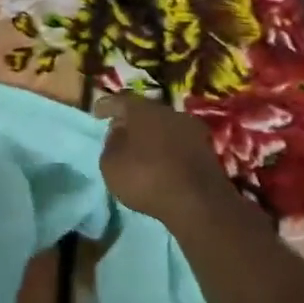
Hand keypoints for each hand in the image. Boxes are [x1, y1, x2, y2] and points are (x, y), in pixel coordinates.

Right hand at [95, 94, 236, 227]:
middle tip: (119, 132)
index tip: (97, 113)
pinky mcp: (206, 149)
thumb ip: (110, 144)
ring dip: (152, 136)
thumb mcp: (111, 164)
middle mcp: (169, 111)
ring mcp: (192, 129)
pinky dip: (167, 150)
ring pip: (164, 127)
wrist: (198, 201)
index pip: (120, 101)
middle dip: (131, 121)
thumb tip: (119, 133)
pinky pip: (178, 144)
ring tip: (140, 150)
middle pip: (145, 112)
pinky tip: (161, 163)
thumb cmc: (146, 177)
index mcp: (143, 109)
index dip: (107, 106)